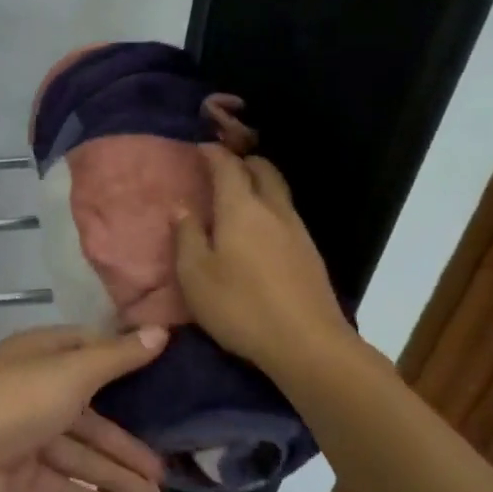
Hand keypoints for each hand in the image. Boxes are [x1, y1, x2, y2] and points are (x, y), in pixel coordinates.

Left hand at [0, 325, 169, 491]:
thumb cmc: (16, 403)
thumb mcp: (71, 374)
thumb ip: (116, 357)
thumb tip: (161, 331)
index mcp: (41, 355)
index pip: (87, 350)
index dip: (122, 360)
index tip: (161, 375)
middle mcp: (33, 388)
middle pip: (89, 413)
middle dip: (125, 441)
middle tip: (164, 468)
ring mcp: (24, 432)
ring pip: (78, 453)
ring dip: (114, 475)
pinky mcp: (18, 472)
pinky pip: (62, 483)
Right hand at [173, 145, 359, 376]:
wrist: (307, 344)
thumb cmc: (240, 306)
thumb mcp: (195, 275)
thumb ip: (187, 237)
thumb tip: (182, 208)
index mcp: (241, 209)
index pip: (228, 167)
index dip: (213, 154)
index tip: (200, 148)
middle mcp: (273, 210)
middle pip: (263, 170)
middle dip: (243, 161)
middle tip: (223, 166)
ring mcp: (297, 231)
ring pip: (279, 191)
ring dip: (259, 183)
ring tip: (239, 195)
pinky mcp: (310, 253)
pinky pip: (286, 214)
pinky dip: (270, 207)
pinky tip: (259, 229)